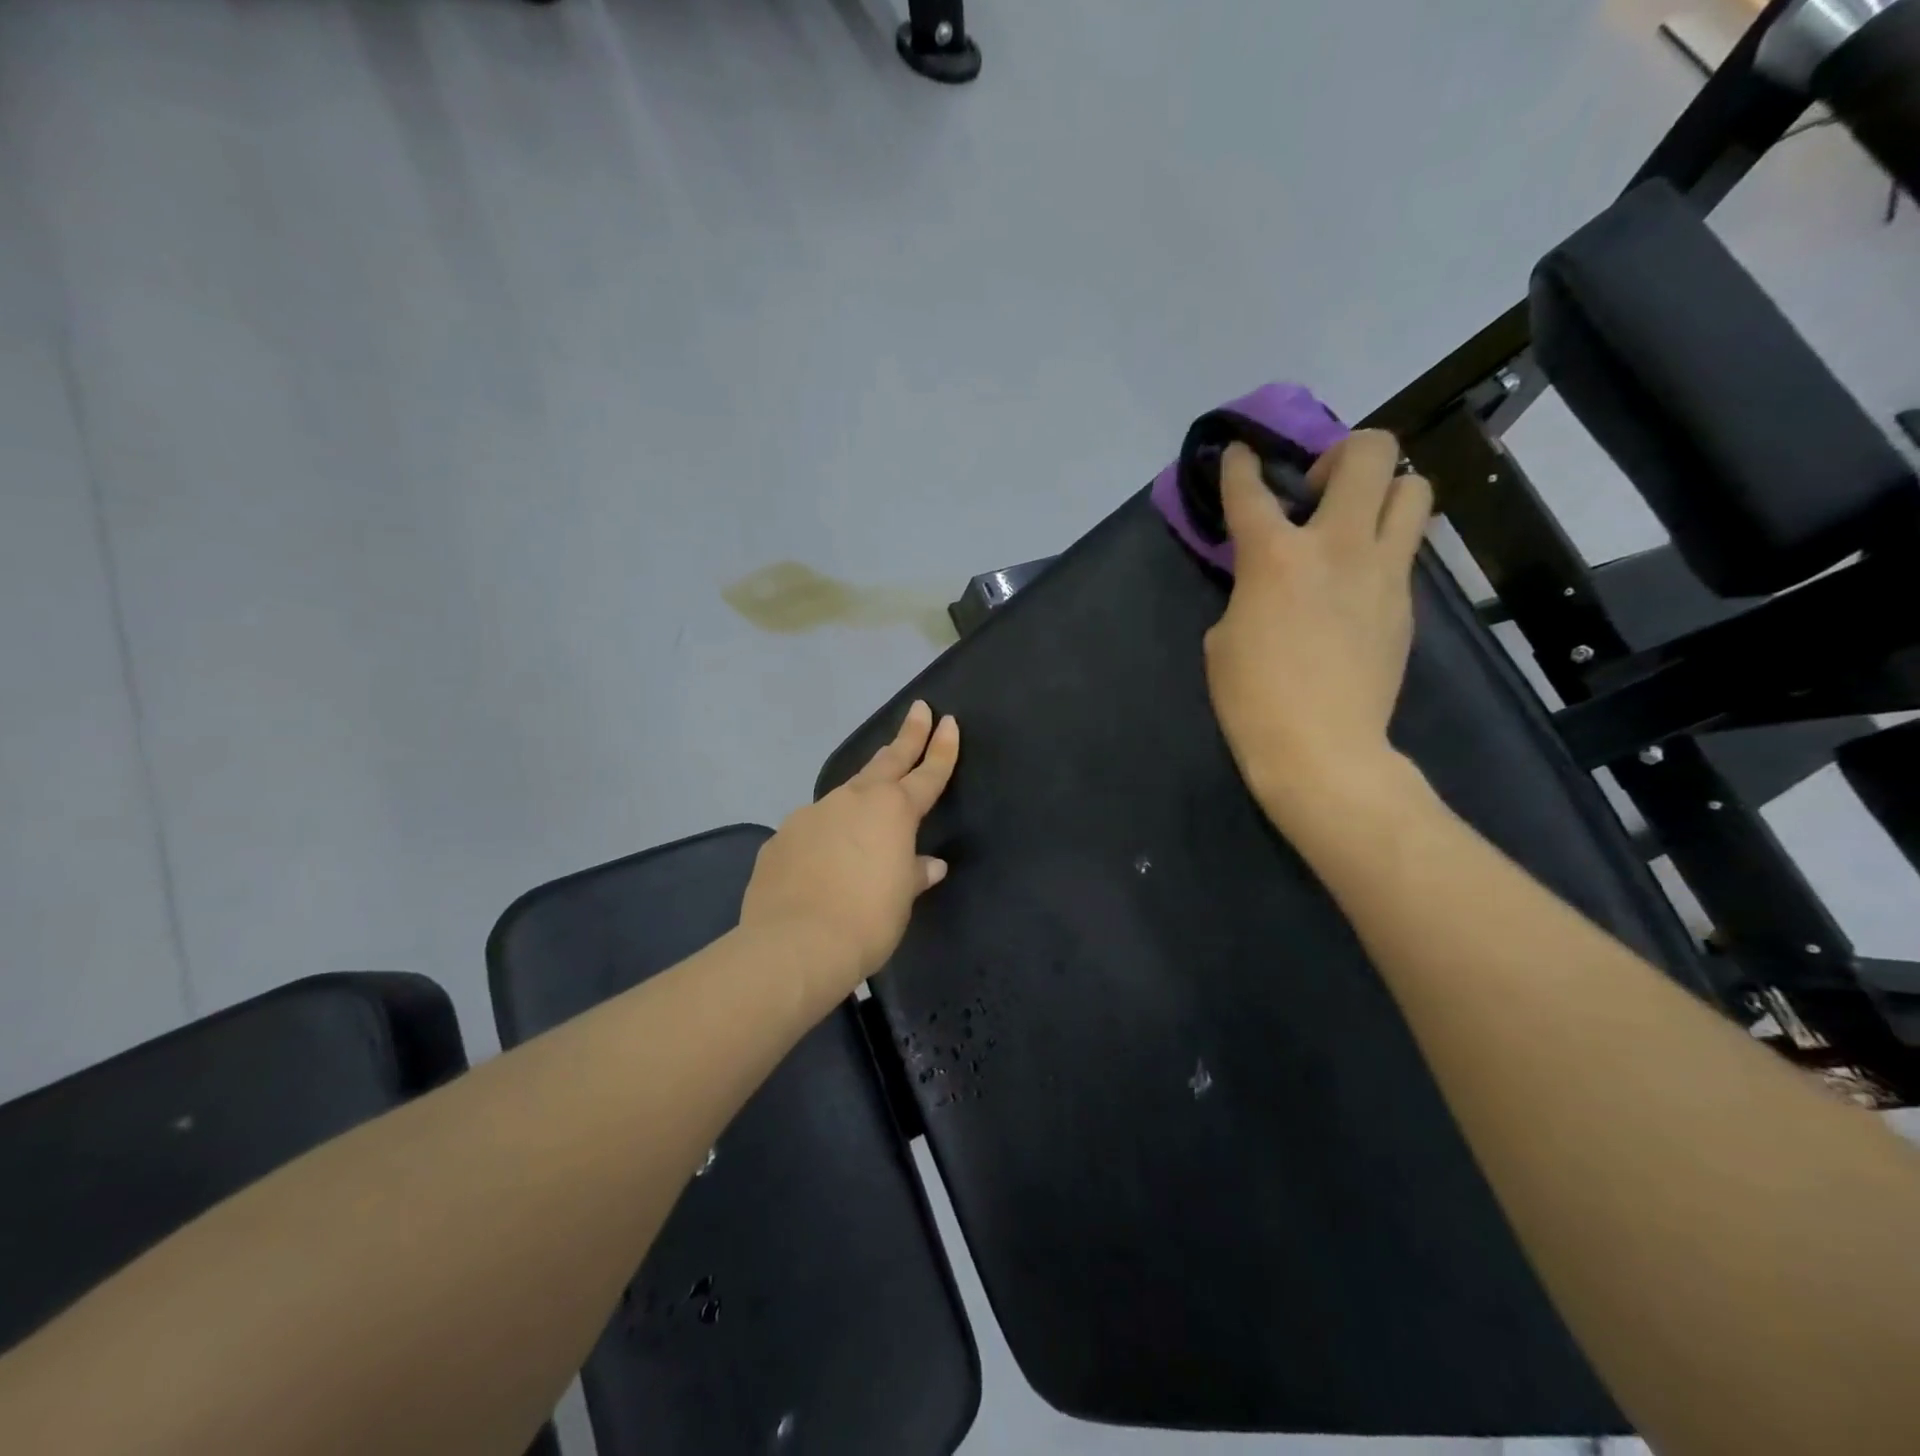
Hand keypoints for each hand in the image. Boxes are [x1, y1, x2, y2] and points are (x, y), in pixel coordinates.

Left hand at [740, 700, 959, 985]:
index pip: (927, 774)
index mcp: (893, 812)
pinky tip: (825, 856)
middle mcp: (853, 801)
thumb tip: (929, 864)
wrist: (795, 944)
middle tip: (919, 709)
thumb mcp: (901, 898)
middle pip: (887, 761)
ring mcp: (813, 814)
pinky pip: (814, 827)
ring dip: (863, 788)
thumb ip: (914, 873)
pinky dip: (827, 832)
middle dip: (907, 735)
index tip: (948, 721)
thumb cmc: (867, 921)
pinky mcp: (783, 836)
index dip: (941, 749)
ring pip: (847, 792)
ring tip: (870, 796)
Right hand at [1204, 431, 1431, 818]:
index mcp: (1274, 556)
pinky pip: (1406, 549)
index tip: (1240, 453)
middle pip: (1369, 453)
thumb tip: (1268, 580)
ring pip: (1413, 489)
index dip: (1240, 464)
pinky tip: (1357, 582)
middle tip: (1318, 489)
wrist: (1322, 748)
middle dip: (1342, 453)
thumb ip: (1247, 591)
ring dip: (1383, 491)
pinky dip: (1383, 547)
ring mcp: (1383, 572)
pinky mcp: (1406, 602)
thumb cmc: (1253, 698)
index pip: (1252, 489)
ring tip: (1354, 521)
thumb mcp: (1224, 637)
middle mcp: (1336, 546)